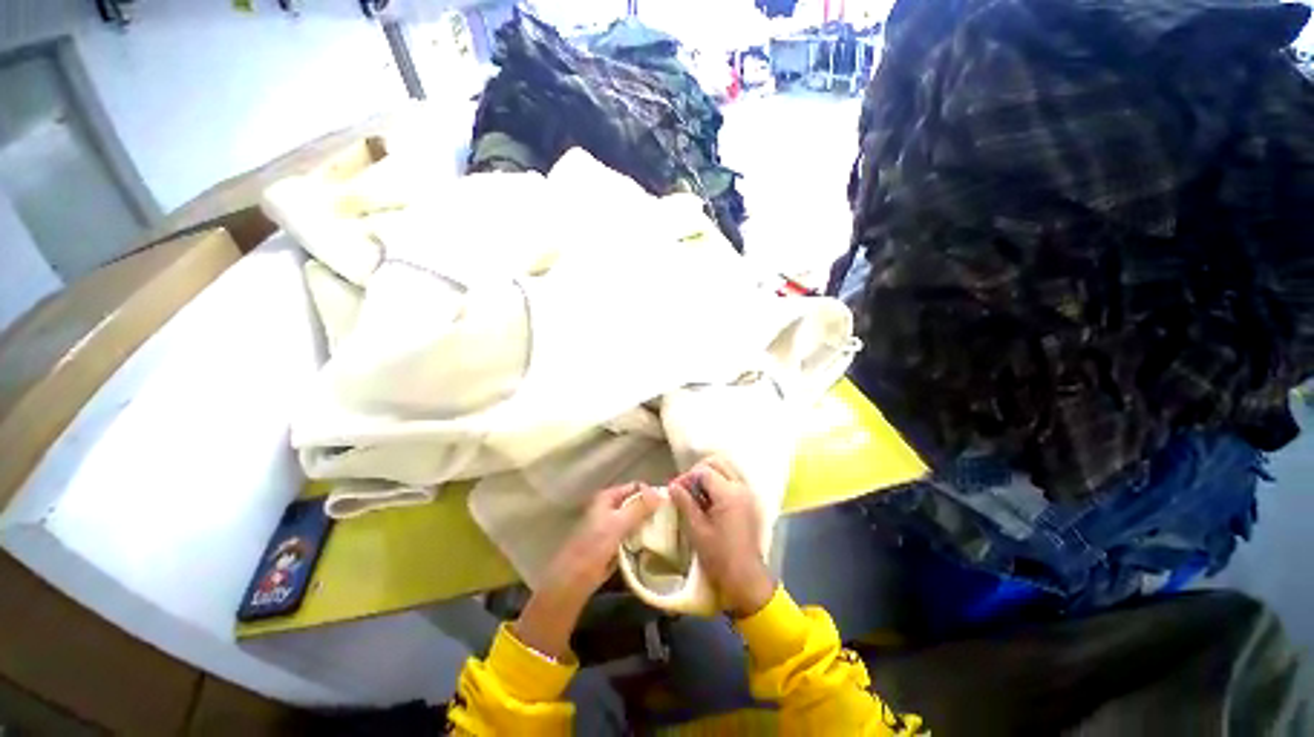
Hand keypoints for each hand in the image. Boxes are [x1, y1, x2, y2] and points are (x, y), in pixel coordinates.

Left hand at [515, 483, 665, 659]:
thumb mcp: (619, 523)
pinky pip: (631, 534)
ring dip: (647, 524)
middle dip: (651, 509)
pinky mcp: (612, 542)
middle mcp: (609, 507)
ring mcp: (610, 525)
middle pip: (635, 503)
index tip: (668, 504)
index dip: (650, 493)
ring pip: (634, 519)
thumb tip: (661, 493)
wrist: (575, 579)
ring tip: (666, 530)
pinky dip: (641, 537)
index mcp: (607, 497)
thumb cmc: (595, 546)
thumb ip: (640, 507)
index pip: (635, 487)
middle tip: (670, 518)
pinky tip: (654, 543)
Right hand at [670, 457, 775, 617]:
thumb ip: (685, 502)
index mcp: (729, 494)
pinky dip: (719, 483)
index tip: (675, 489)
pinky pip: (732, 481)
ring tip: (696, 494)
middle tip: (686, 488)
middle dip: (698, 471)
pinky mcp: (750, 501)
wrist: (745, 578)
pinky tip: (709, 501)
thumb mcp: (696, 529)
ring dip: (709, 476)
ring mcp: (748, 493)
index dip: (687, 477)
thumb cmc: (718, 556)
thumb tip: (672, 486)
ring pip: (726, 469)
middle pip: (717, 463)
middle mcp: (741, 487)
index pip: (704, 471)